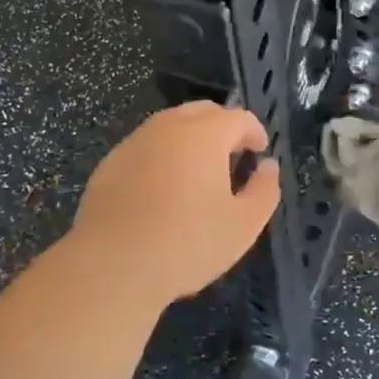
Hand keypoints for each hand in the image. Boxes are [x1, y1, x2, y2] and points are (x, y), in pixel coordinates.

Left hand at [69, 102, 280, 305]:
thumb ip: (264, 190)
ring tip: (198, 172)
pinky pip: (146, 147)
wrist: (112, 266)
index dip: (255, 132)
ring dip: (190, 139)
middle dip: (222, 127)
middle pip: (203, 112)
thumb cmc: (187, 243)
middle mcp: (169, 126)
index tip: (259, 153)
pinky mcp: (110, 163)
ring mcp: (135, 142)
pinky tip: (161, 190)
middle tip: (232, 157)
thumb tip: (268, 166)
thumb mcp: (243, 225)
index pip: (239, 117)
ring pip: (170, 126)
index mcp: (205, 134)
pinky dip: (161, 156)